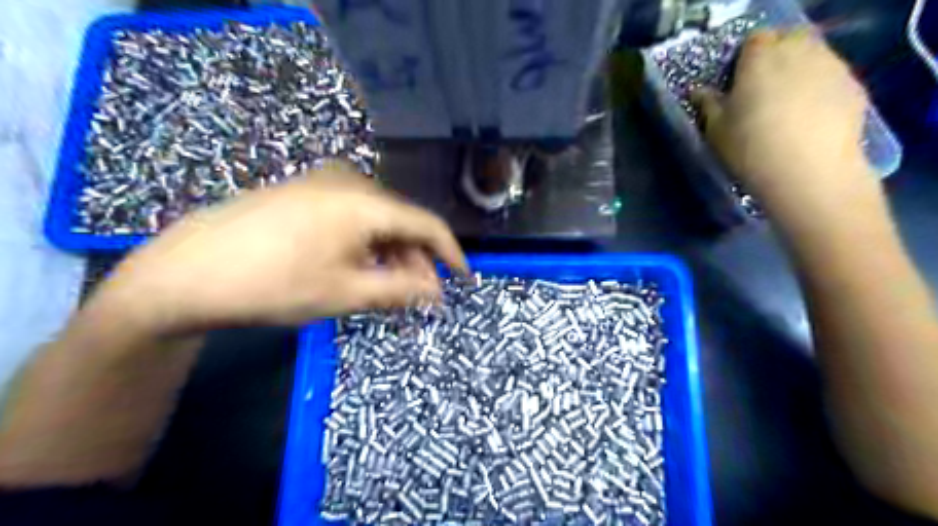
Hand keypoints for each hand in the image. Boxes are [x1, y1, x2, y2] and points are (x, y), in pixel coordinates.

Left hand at [95, 166, 469, 334]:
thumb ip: (400, 290)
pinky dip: (367, 244)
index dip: (450, 254)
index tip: (464, 279)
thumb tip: (437, 292)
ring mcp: (323, 183)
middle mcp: (350, 181)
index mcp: (366, 202)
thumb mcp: (345, 293)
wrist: (186, 272)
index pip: (427, 224)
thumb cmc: (274, 284)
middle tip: (418, 296)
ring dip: (391, 254)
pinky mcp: (304, 192)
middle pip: (402, 221)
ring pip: (378, 220)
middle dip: (416, 260)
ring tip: (389, 288)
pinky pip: (353, 216)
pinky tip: (360, 268)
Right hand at [691, 26, 876, 214]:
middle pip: (789, 39)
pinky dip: (820, 88)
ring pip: (813, 55)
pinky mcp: (853, 86)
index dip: (745, 57)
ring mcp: (831, 66)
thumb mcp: (716, 131)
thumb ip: (708, 105)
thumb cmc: (750, 149)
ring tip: (786, 104)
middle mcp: (798, 52)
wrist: (808, 172)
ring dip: (799, 71)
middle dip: (776, 56)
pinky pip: (831, 77)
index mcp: (760, 58)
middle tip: (762, 88)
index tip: (737, 80)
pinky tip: (809, 117)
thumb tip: (698, 92)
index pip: (755, 39)